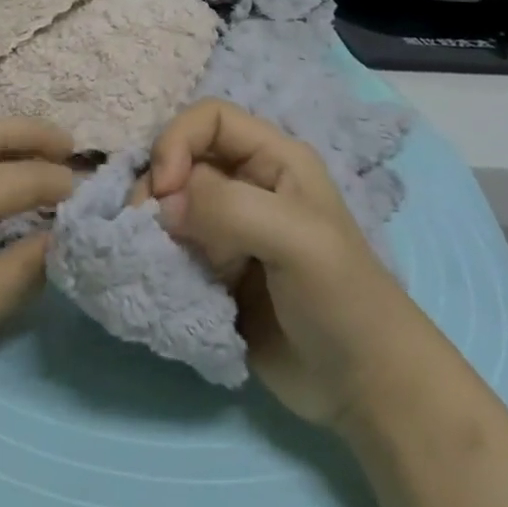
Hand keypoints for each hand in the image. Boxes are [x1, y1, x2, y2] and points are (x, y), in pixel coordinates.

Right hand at [150, 100, 398, 428]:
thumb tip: (163, 205)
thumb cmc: (342, 299)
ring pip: (169, 204)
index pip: (209, 119)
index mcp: (273, 159)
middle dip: (157, 187)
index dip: (177, 141)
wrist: (362, 387)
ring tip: (151, 257)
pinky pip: (170, 246)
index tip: (165, 190)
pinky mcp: (213, 268)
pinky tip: (156, 274)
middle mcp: (246, 184)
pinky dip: (156, 256)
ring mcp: (227, 228)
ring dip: (152, 226)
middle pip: (180, 159)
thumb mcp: (297, 239)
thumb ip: (230, 208)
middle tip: (145, 228)